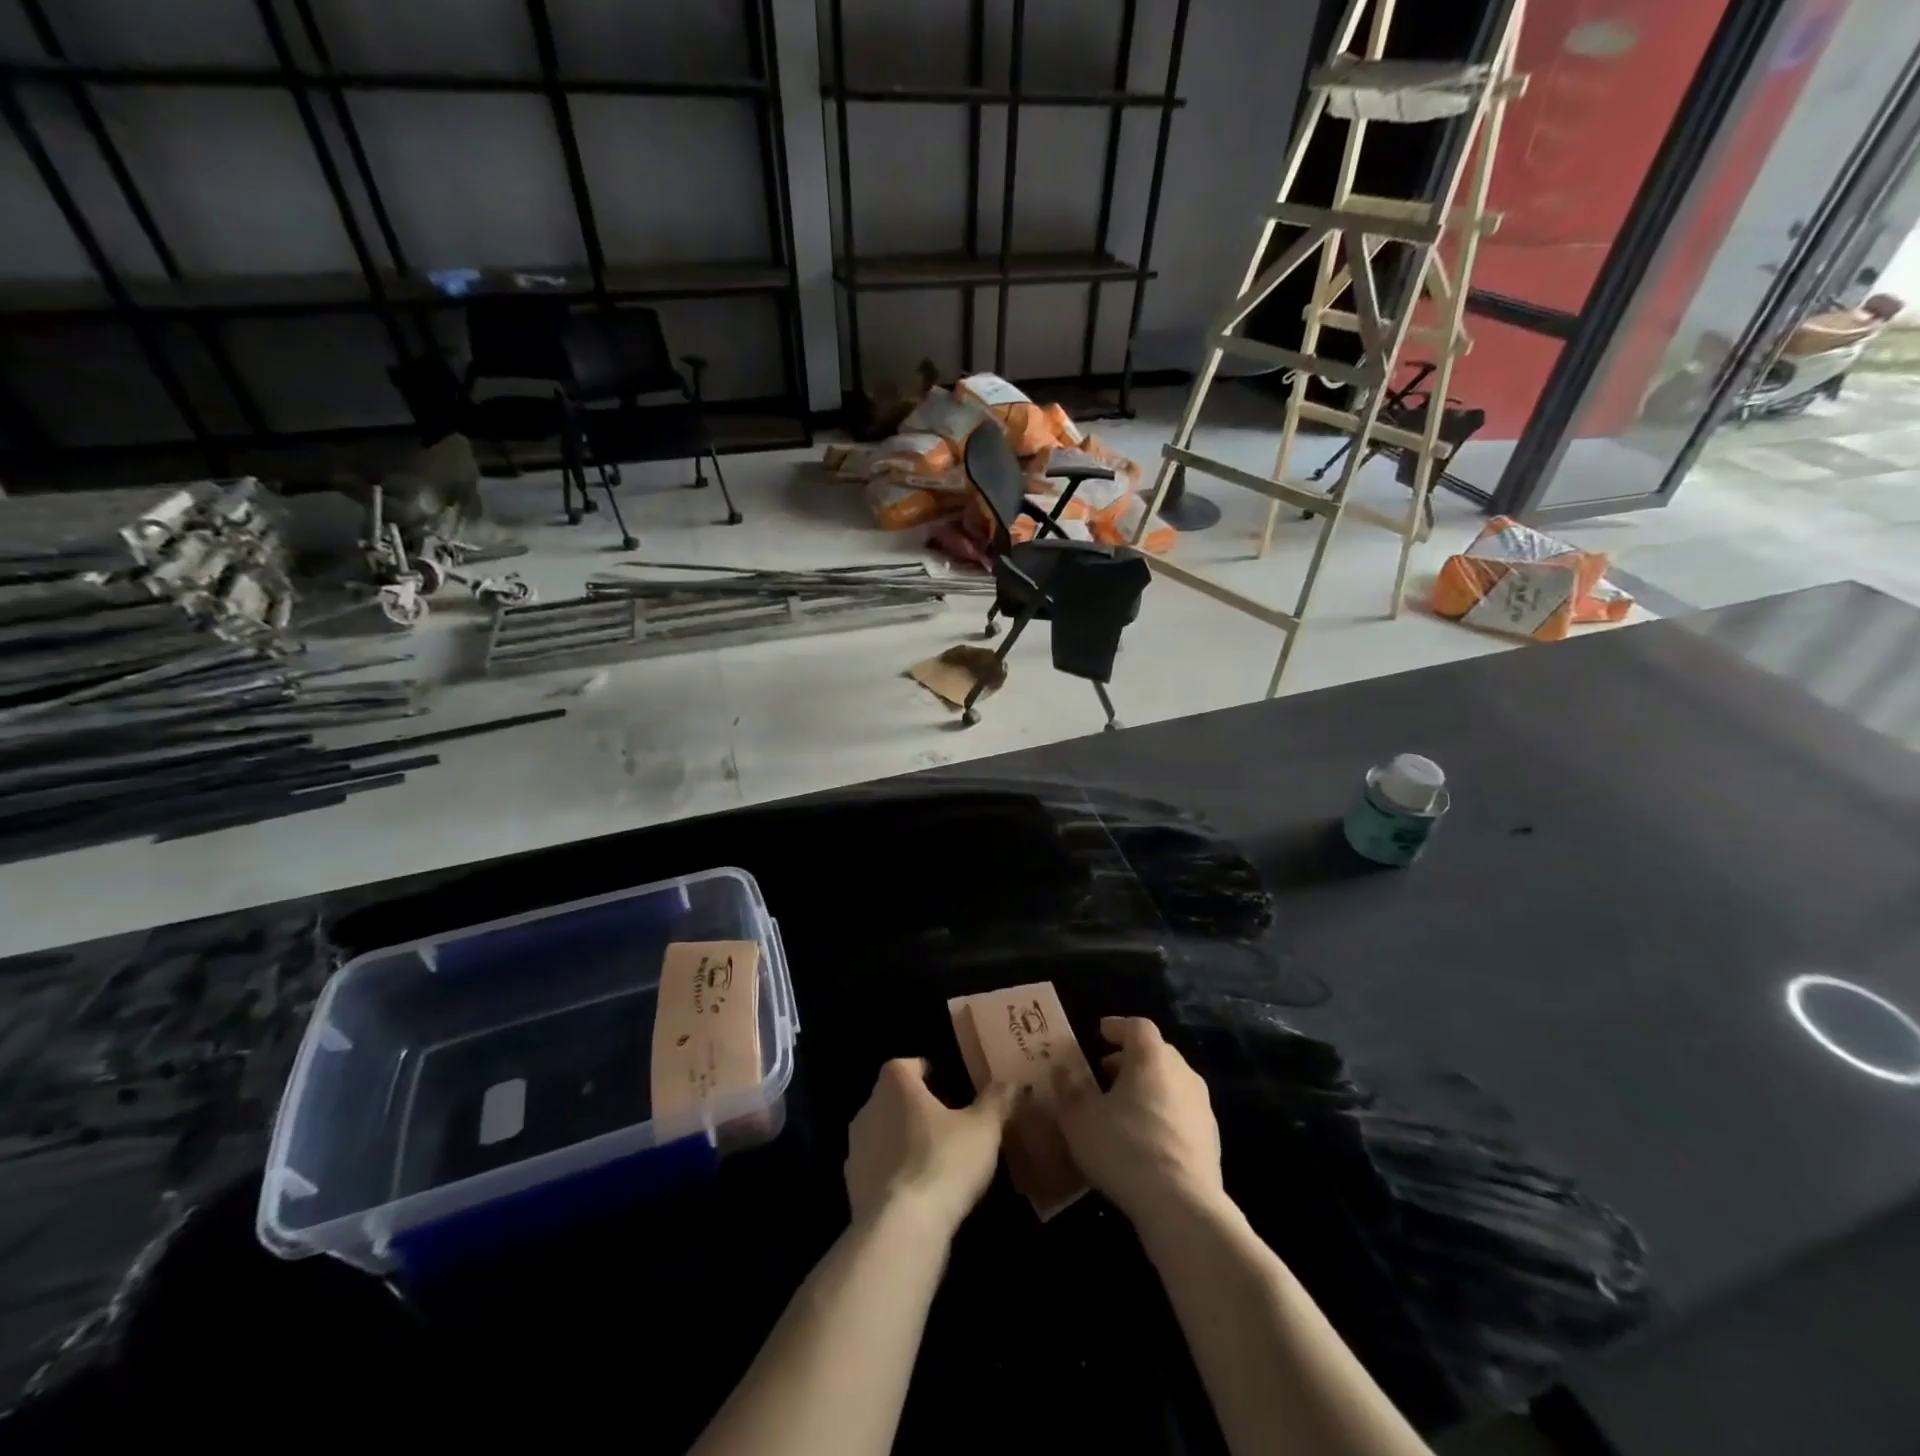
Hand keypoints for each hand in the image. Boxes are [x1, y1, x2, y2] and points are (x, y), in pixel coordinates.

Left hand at [845, 1059, 1018, 1237]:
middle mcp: (869, 1108)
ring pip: (883, 1134)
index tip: (949, 1088)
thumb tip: (1014, 1083)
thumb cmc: (944, 1161)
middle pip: (893, 1098)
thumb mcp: (983, 1129)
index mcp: (895, 1084)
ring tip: (935, 1161)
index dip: (927, 1073)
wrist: (901, 1229)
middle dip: (916, 1108)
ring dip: (903, 1142)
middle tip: (948, 1126)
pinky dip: (893, 1174)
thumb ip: (997, 1100)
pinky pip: (876, 1169)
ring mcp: (855, 1148)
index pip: (907, 1065)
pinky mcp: (851, 1186)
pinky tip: (918, 1193)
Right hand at [1050, 1016, 1222, 1225]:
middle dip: (1130, 1059)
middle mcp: (1182, 1072)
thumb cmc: (1124, 1147)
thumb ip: (1069, 1089)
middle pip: (1156, 1053)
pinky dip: (1163, 1115)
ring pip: (1171, 1083)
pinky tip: (1146, 1140)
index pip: (1137, 1026)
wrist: (1182, 1205)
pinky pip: (1182, 1113)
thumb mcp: (1080, 1118)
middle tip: (1105, 1073)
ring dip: (1147, 1088)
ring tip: (1123, 1109)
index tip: (1100, 1033)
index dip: (1117, 1027)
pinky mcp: (1212, 1139)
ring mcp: (1202, 1106)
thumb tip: (1061, 1069)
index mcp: (1152, 1057)